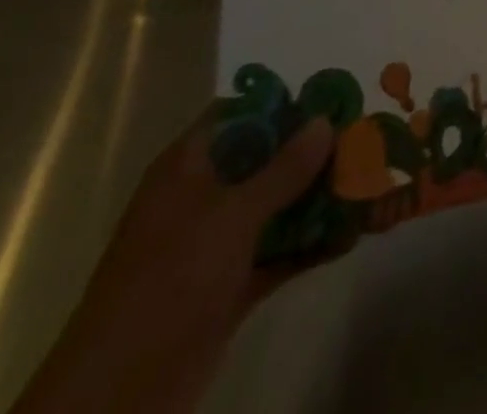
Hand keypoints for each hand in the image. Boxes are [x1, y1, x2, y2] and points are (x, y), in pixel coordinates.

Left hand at [12, 106, 343, 413]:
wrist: (115, 401)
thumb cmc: (169, 283)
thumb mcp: (231, 217)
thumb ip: (284, 168)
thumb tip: (325, 120)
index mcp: (190, 167)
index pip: (242, 114)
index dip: (286, 104)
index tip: (333, 102)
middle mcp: (204, 196)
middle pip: (268, 158)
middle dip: (316, 152)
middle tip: (367, 141)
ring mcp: (216, 243)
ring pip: (278, 205)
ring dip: (320, 198)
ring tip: (372, 184)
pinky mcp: (230, 285)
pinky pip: (279, 250)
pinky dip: (311, 243)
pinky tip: (354, 235)